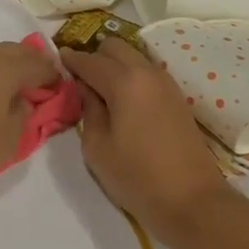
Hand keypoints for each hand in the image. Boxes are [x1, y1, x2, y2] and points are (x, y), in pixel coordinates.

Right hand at [60, 38, 228, 241]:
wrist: (193, 201)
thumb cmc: (137, 177)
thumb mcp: (97, 147)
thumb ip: (87, 109)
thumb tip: (84, 88)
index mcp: (124, 81)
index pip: (89, 60)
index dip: (69, 59)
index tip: (56, 60)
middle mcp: (146, 72)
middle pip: (115, 47)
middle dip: (94, 56)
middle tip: (79, 79)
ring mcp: (166, 83)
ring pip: (133, 57)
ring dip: (114, 64)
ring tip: (100, 90)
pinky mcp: (177, 97)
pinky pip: (147, 72)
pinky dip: (131, 75)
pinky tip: (123, 100)